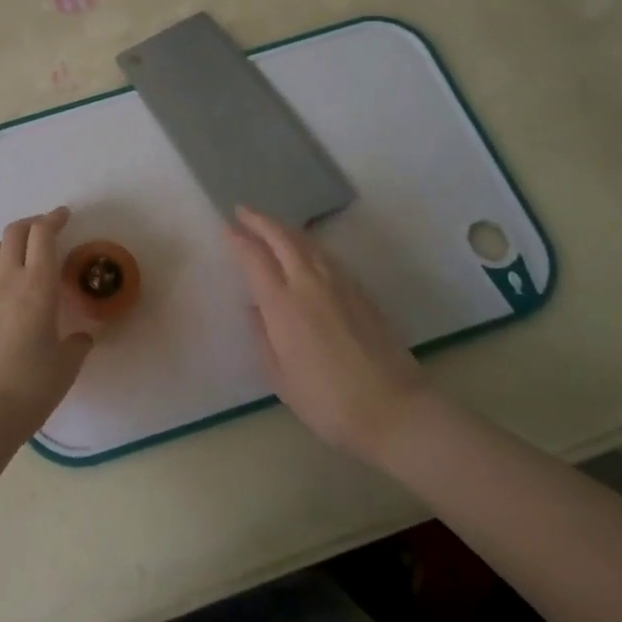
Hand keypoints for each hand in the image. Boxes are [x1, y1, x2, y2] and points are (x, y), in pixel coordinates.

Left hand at [0, 207, 101, 436]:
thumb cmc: (30, 387)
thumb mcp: (66, 367)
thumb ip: (77, 344)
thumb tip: (82, 336)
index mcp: (38, 286)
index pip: (43, 234)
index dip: (53, 218)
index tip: (64, 215)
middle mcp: (7, 280)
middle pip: (14, 232)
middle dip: (32, 223)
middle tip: (46, 229)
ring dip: (10, 244)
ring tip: (23, 256)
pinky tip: (0, 290)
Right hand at [226, 206, 425, 461]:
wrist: (394, 410)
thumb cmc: (328, 402)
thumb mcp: (281, 378)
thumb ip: (263, 338)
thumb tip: (255, 309)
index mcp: (283, 305)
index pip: (255, 258)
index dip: (239, 240)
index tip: (226, 228)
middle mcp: (309, 284)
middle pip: (283, 239)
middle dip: (261, 221)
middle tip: (243, 211)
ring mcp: (339, 285)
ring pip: (308, 243)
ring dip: (286, 229)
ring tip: (272, 226)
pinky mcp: (361, 293)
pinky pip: (327, 257)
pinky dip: (308, 245)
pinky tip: (306, 252)